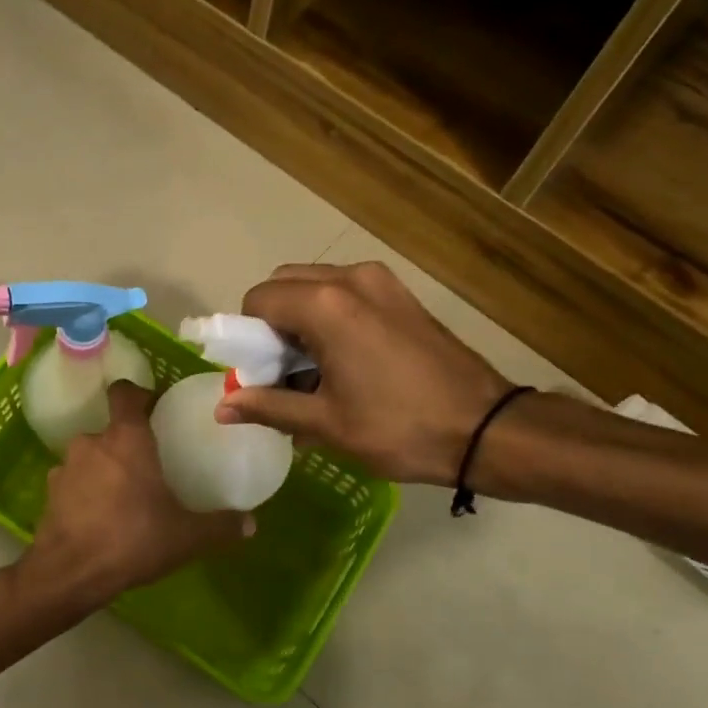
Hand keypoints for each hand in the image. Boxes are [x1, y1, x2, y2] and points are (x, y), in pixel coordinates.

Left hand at [19, 381, 253, 608]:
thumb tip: (251, 522)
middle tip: (149, 466)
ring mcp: (64, 466)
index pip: (125, 391)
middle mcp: (92, 442)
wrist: (69, 573)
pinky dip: (85, 492)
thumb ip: (219, 526)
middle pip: (111, 429)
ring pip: (91, 456)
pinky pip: (73, 482)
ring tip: (124, 496)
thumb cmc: (131, 539)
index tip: (155, 408)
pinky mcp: (49, 493)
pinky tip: (99, 517)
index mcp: (126, 438)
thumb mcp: (185, 536)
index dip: (138, 394)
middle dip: (128, 443)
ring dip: (105, 468)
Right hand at [215, 262, 518, 486]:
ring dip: (300, 319)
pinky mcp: (402, 294)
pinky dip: (329, 316)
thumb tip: (221, 407)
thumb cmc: (399, 428)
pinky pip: (346, 292)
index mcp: (325, 305)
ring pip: (315, 285)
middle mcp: (350, 279)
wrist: (487, 429)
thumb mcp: (326, 423)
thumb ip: (269, 407)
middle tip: (284, 372)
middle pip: (284, 284)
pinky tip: (344, 360)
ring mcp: (381, 282)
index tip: (259, 374)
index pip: (258, 300)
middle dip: (272, 324)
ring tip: (315, 370)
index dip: (247, 337)